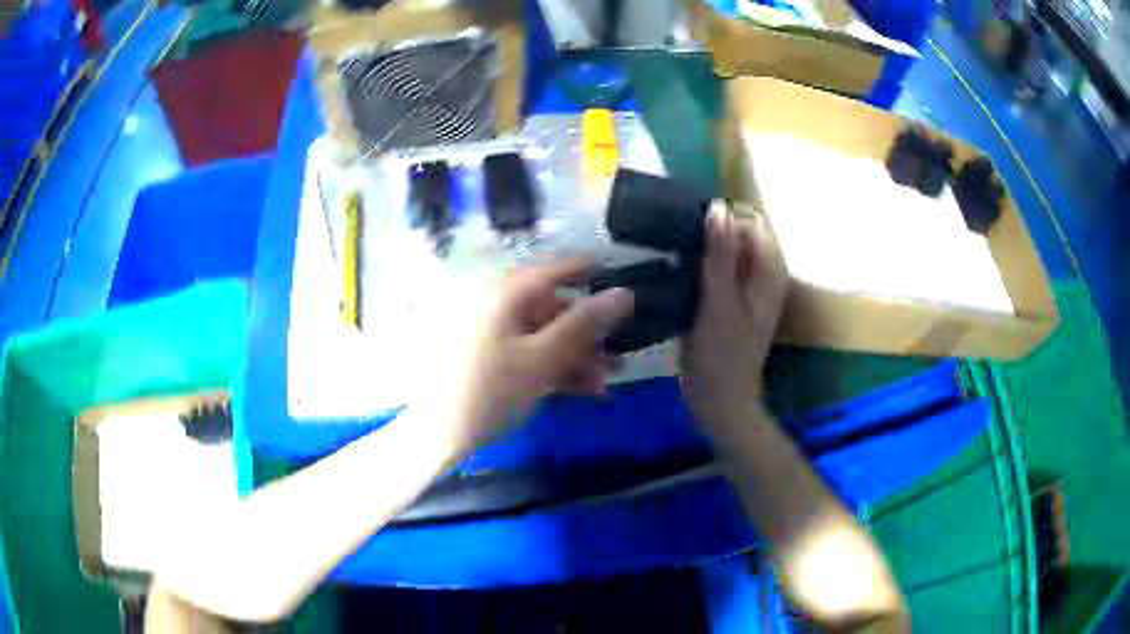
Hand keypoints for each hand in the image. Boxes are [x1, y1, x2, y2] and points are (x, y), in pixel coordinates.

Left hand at [432, 259, 633, 452]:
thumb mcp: (540, 359)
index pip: (548, 271)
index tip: (608, 267)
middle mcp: (494, 309)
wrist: (436, 436)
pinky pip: (527, 355)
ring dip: (576, 357)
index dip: (581, 268)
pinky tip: (581, 389)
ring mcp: (488, 336)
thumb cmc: (489, 391)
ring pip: (541, 337)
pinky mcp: (485, 361)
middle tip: (619, 354)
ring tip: (606, 381)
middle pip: (549, 310)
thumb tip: (624, 293)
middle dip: (587, 334)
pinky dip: (553, 368)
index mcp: (502, 297)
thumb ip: (582, 326)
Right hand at [680, 201, 786, 438]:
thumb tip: (718, 206)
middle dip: (711, 233)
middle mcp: (761, 275)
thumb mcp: (719, 302)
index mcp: (769, 272)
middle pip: (739, 234)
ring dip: (702, 249)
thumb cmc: (721, 355)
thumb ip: (720, 254)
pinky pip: (716, 269)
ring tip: (674, 255)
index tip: (692, 231)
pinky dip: (700, 266)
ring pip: (725, 251)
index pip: (751, 222)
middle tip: (678, 246)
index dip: (724, 220)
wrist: (717, 400)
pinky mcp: (728, 300)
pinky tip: (678, 273)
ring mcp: (745, 288)